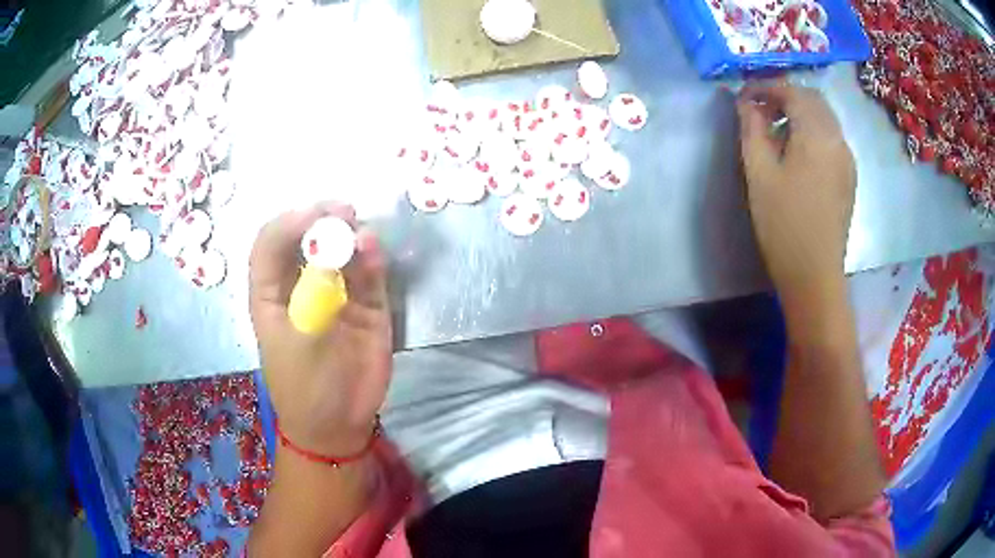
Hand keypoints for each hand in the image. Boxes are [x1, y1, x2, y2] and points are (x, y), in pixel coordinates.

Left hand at [249, 202, 390, 455]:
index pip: (270, 245)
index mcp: (271, 294)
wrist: (338, 426)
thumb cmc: (305, 387)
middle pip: (306, 241)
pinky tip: (373, 251)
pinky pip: (367, 274)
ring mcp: (335, 294)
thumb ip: (317, 293)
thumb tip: (337, 247)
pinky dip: (371, 259)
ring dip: (349, 237)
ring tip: (360, 232)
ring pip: (339, 252)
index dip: (288, 225)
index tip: (312, 216)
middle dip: (321, 222)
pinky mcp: (366, 306)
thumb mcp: (301, 341)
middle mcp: (301, 286)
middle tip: (342, 213)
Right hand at [737, 85, 855, 300]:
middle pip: (813, 99)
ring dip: (800, 111)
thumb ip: (752, 129)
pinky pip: (832, 137)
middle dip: (785, 95)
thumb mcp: (759, 173)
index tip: (744, 95)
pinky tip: (798, 148)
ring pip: (825, 117)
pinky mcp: (849, 176)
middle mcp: (838, 139)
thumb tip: (746, 102)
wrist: (815, 274)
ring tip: (776, 127)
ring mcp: (847, 158)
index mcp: (816, 135)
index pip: (792, 91)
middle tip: (760, 107)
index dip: (766, 87)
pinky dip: (813, 129)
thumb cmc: (783, 224)